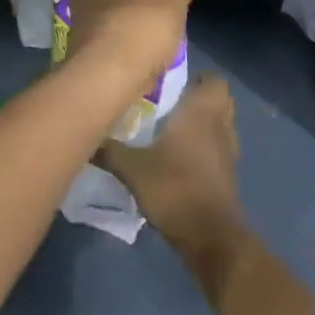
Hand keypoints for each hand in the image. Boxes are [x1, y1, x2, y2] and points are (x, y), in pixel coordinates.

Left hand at [60, 0, 195, 87]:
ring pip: (86, 12)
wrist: (111, 73)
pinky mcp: (77, 51)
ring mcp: (77, 21)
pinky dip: (104, 42)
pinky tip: (125, 50)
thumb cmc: (143, 22)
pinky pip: (92, 39)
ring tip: (128, 24)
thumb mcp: (174, 2)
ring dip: (102, 16)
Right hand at [98, 74, 240, 252]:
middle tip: (172, 102)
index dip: (199, 77)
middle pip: (220, 100)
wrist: (210, 237)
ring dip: (206, 123)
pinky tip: (182, 158)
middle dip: (201, 98)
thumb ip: (110, 151)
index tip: (175, 81)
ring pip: (222, 124)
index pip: (214, 81)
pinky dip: (207, 147)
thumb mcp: (133, 170)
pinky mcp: (228, 175)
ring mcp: (228, 151)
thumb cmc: (175, 189)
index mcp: (201, 112)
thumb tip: (86, 138)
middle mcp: (219, 125)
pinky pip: (220, 148)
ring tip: (174, 128)